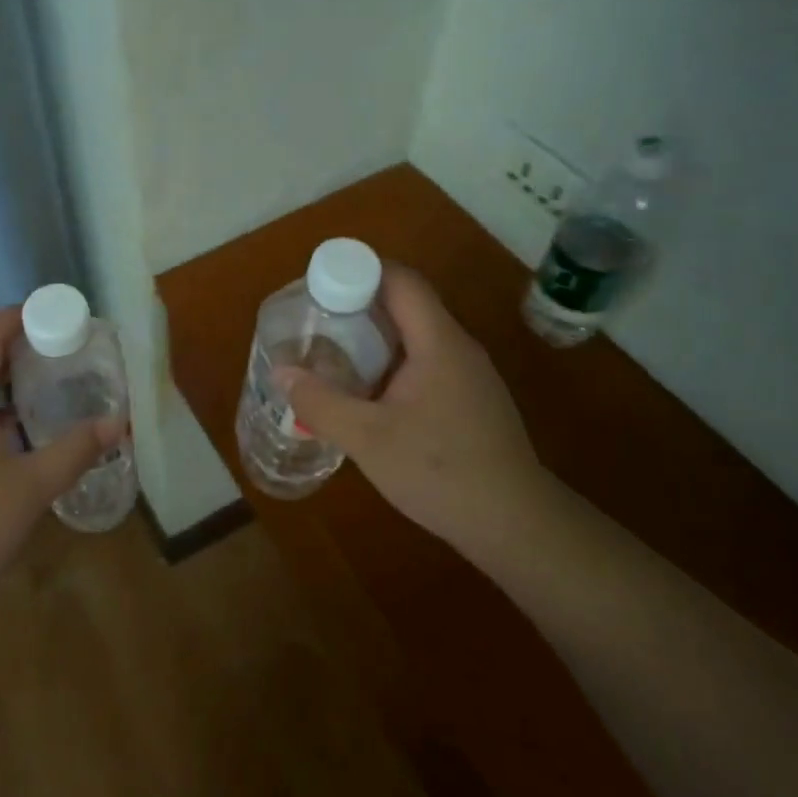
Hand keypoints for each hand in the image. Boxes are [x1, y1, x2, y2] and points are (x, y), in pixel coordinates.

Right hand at [279, 266, 556, 552]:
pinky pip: (425, 362)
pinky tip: (369, 394)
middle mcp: (458, 348)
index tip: (318, 286)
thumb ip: (320, 402)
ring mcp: (469, 375)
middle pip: (406, 303)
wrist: (516, 526)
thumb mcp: (367, 438)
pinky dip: (392, 363)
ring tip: (333, 354)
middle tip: (316, 322)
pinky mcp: (471, 400)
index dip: (358, 271)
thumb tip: (281, 373)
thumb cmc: (441, 472)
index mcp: (438, 342)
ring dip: (374, 337)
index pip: (400, 280)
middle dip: (358, 304)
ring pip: (416, 335)